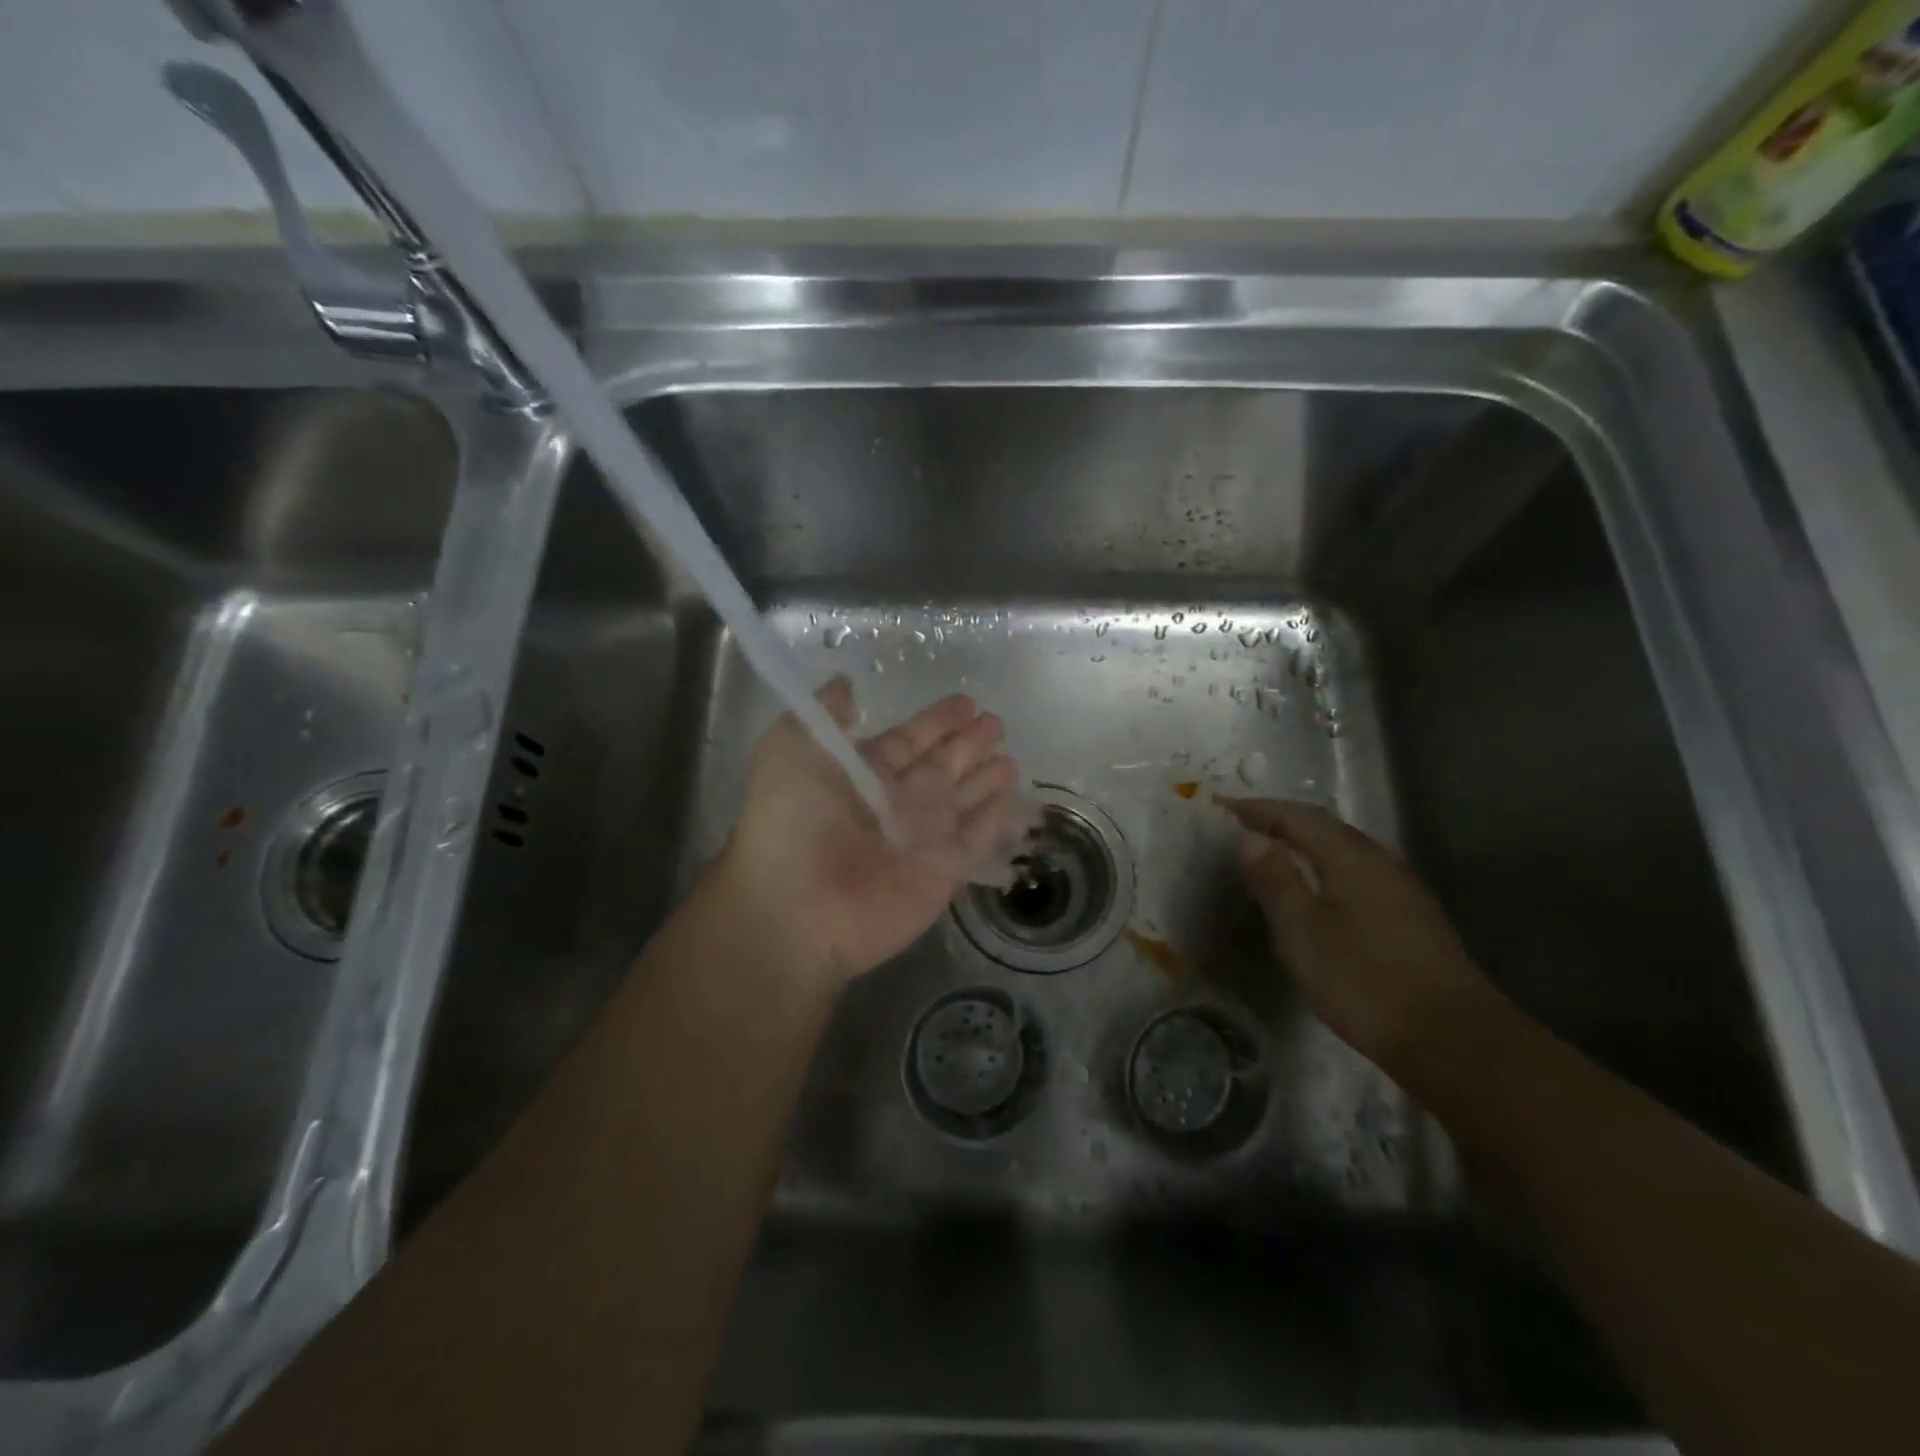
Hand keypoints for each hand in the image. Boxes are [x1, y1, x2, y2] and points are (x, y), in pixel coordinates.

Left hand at [716, 677, 1025, 986]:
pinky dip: (995, 818)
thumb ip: (824, 714)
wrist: (796, 908)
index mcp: (863, 774)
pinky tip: (1013, 796)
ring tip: (1011, 758)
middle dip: (968, 745)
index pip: (909, 740)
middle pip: (941, 766)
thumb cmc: (791, 822)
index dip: (936, 722)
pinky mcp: (943, 872)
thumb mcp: (791, 749)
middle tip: (997, 723)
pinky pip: (976, 838)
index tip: (967, 703)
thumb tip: (847, 683)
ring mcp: (921, 839)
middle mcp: (895, 803)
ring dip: (986, 779)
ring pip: (963, 800)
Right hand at [1220, 798, 1497, 1072]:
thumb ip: (1275, 879)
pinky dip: (1327, 867)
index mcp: (1350, 857)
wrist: (1452, 1039)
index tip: (1223, 806)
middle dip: (1283, 821)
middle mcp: (1380, 861)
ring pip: (1345, 850)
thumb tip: (1250, 836)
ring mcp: (1402, 889)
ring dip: (1307, 843)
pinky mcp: (1412, 917)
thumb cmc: (1364, 979)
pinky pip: (1358, 873)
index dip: (1258, 809)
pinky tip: (1319, 890)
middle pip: (1325, 827)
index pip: (1297, 816)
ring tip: (1275, 853)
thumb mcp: (1302, 930)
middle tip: (1244, 824)